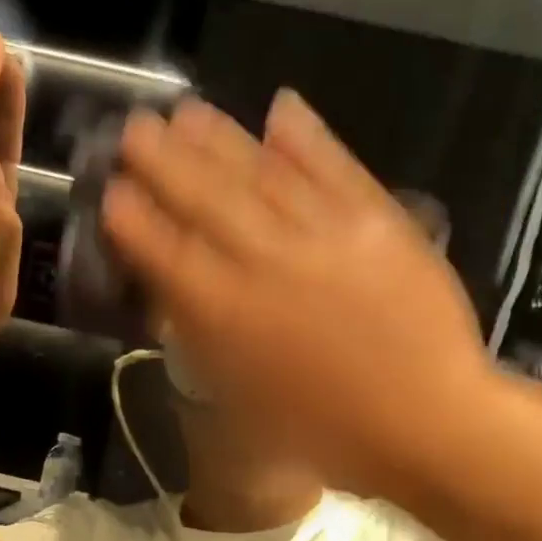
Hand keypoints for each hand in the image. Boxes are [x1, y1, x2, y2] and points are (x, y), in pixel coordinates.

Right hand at [101, 91, 488, 497]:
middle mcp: (264, 261)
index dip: (134, 217)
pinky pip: (332, 166)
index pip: (165, 250)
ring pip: (260, 172)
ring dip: (220, 138)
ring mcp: (322, 233)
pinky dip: (305, 135)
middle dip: (163, 160)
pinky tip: (280, 107)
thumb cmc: (330, 433)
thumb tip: (176, 292)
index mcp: (225, 314)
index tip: (113, 190)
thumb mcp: (245, 400)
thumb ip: (205, 339)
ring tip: (188, 110)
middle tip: (137, 127)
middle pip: (203, 198)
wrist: (428, 422)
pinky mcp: (376, 219)